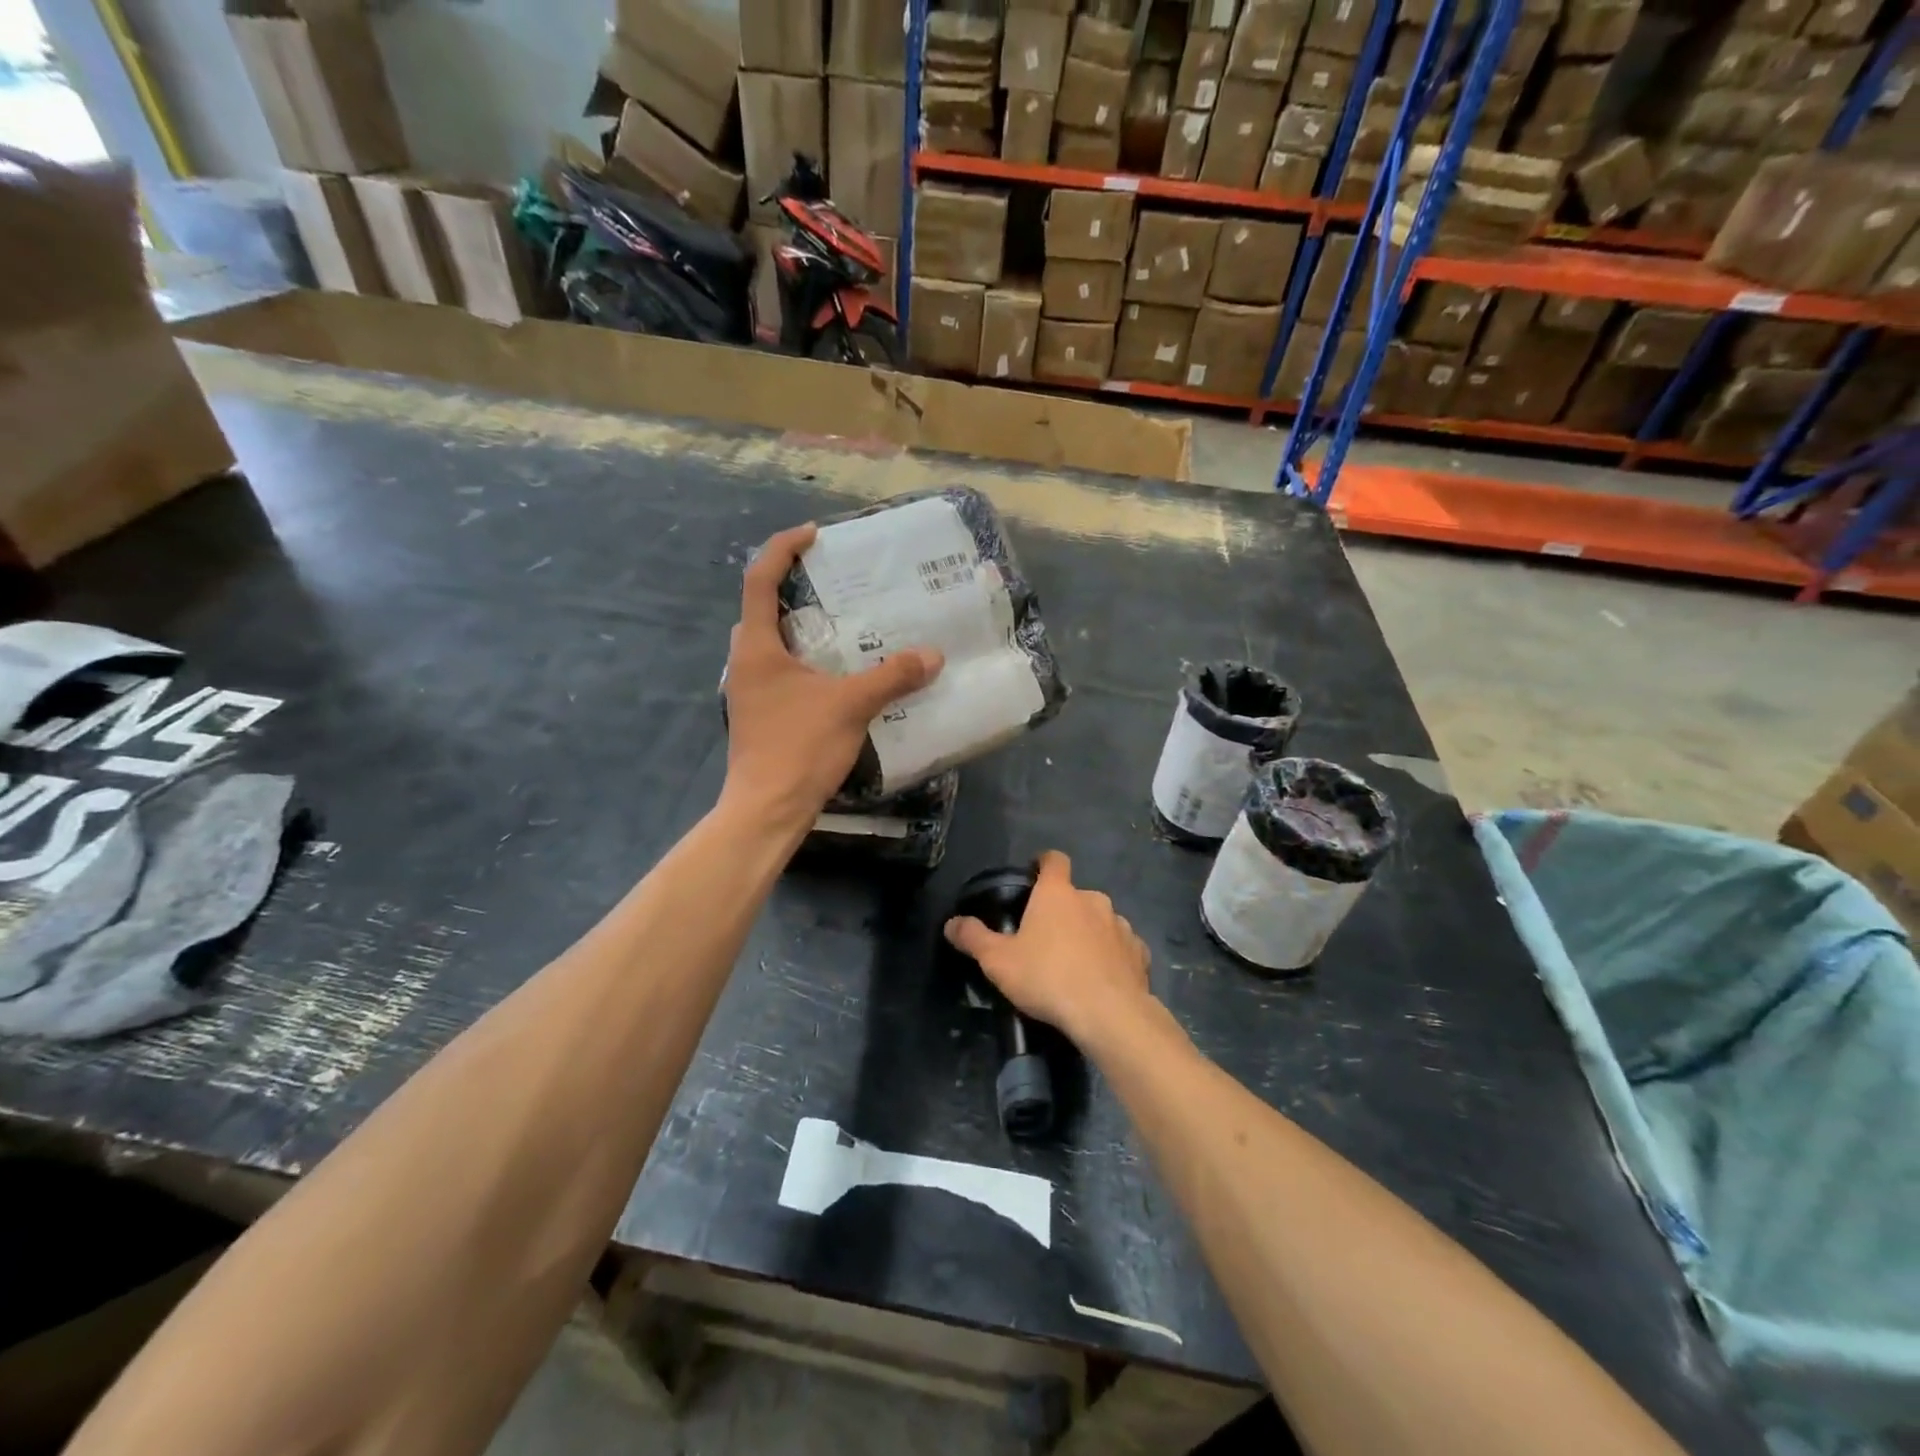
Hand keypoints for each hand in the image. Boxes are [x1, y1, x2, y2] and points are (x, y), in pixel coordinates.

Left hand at [723, 524, 942, 828]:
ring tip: (847, 626)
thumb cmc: (799, 747)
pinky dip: (808, 662)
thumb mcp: (851, 705)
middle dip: (796, 588)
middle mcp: (746, 662)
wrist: (767, 810)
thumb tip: (933, 655)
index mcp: (757, 646)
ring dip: (804, 628)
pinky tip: (841, 676)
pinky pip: (783, 672)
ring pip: (774, 644)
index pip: (760, 579)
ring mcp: (751, 691)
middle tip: (838, 584)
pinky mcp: (762, 715)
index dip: (784, 548)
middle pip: (764, 608)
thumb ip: (892, 676)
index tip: (815, 535)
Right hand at [944, 851, 1152, 1047]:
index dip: (1043, 863)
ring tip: (1075, 964)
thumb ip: (973, 938)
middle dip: (1062, 911)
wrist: (1108, 1014)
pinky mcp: (1139, 952)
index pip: (1053, 860)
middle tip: (1046, 939)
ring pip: (1100, 921)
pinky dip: (1112, 957)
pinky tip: (1102, 979)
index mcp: (1057, 894)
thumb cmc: (1047, 978)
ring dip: (1089, 933)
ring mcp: (1120, 925)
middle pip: (1075, 895)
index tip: (1034, 875)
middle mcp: (1092, 900)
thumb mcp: (998, 961)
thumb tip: (952, 923)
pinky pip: (1121, 947)